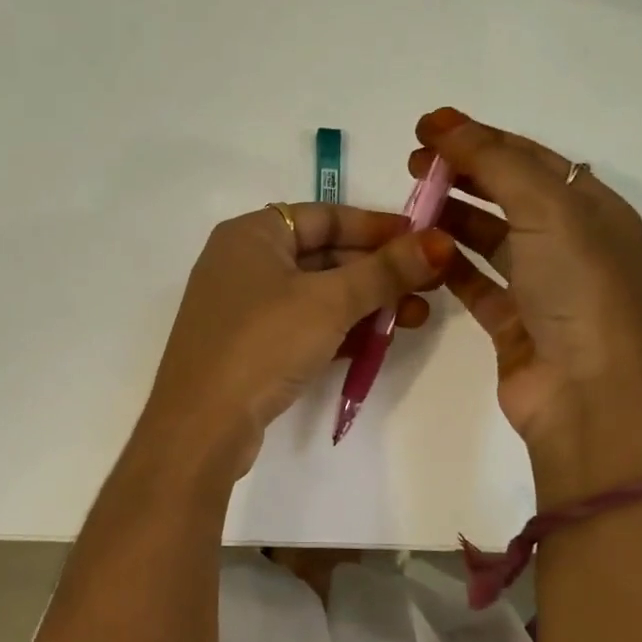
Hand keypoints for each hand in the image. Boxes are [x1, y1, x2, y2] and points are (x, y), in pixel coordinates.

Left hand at [140, 203, 456, 477]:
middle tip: (429, 286)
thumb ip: (385, 271)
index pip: (325, 216)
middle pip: (323, 256)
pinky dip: (339, 330)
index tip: (423, 241)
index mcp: (251, 234)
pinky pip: (303, 327)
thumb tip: (439, 242)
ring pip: (316, 295)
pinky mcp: (248, 348)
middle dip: (378, 272)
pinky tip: (377, 342)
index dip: (377, 227)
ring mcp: (243, 309)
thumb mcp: (330, 302)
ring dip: (365, 304)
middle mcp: (243, 263)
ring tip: (415, 318)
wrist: (202, 425)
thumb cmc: (263, 343)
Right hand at [412, 107, 641, 499]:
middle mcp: (571, 242)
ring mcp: (542, 284)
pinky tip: (419, 250)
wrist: (584, 393)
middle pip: (507, 193)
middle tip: (411, 164)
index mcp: (593, 208)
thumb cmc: (576, 290)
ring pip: (489, 237)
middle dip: (461, 173)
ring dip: (451, 217)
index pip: (529, 158)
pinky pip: (475, 281)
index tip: (426, 129)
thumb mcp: (545, 210)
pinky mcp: (514, 320)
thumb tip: (444, 121)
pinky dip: (448, 264)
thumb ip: (494, 161)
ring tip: (408, 205)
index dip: (479, 138)